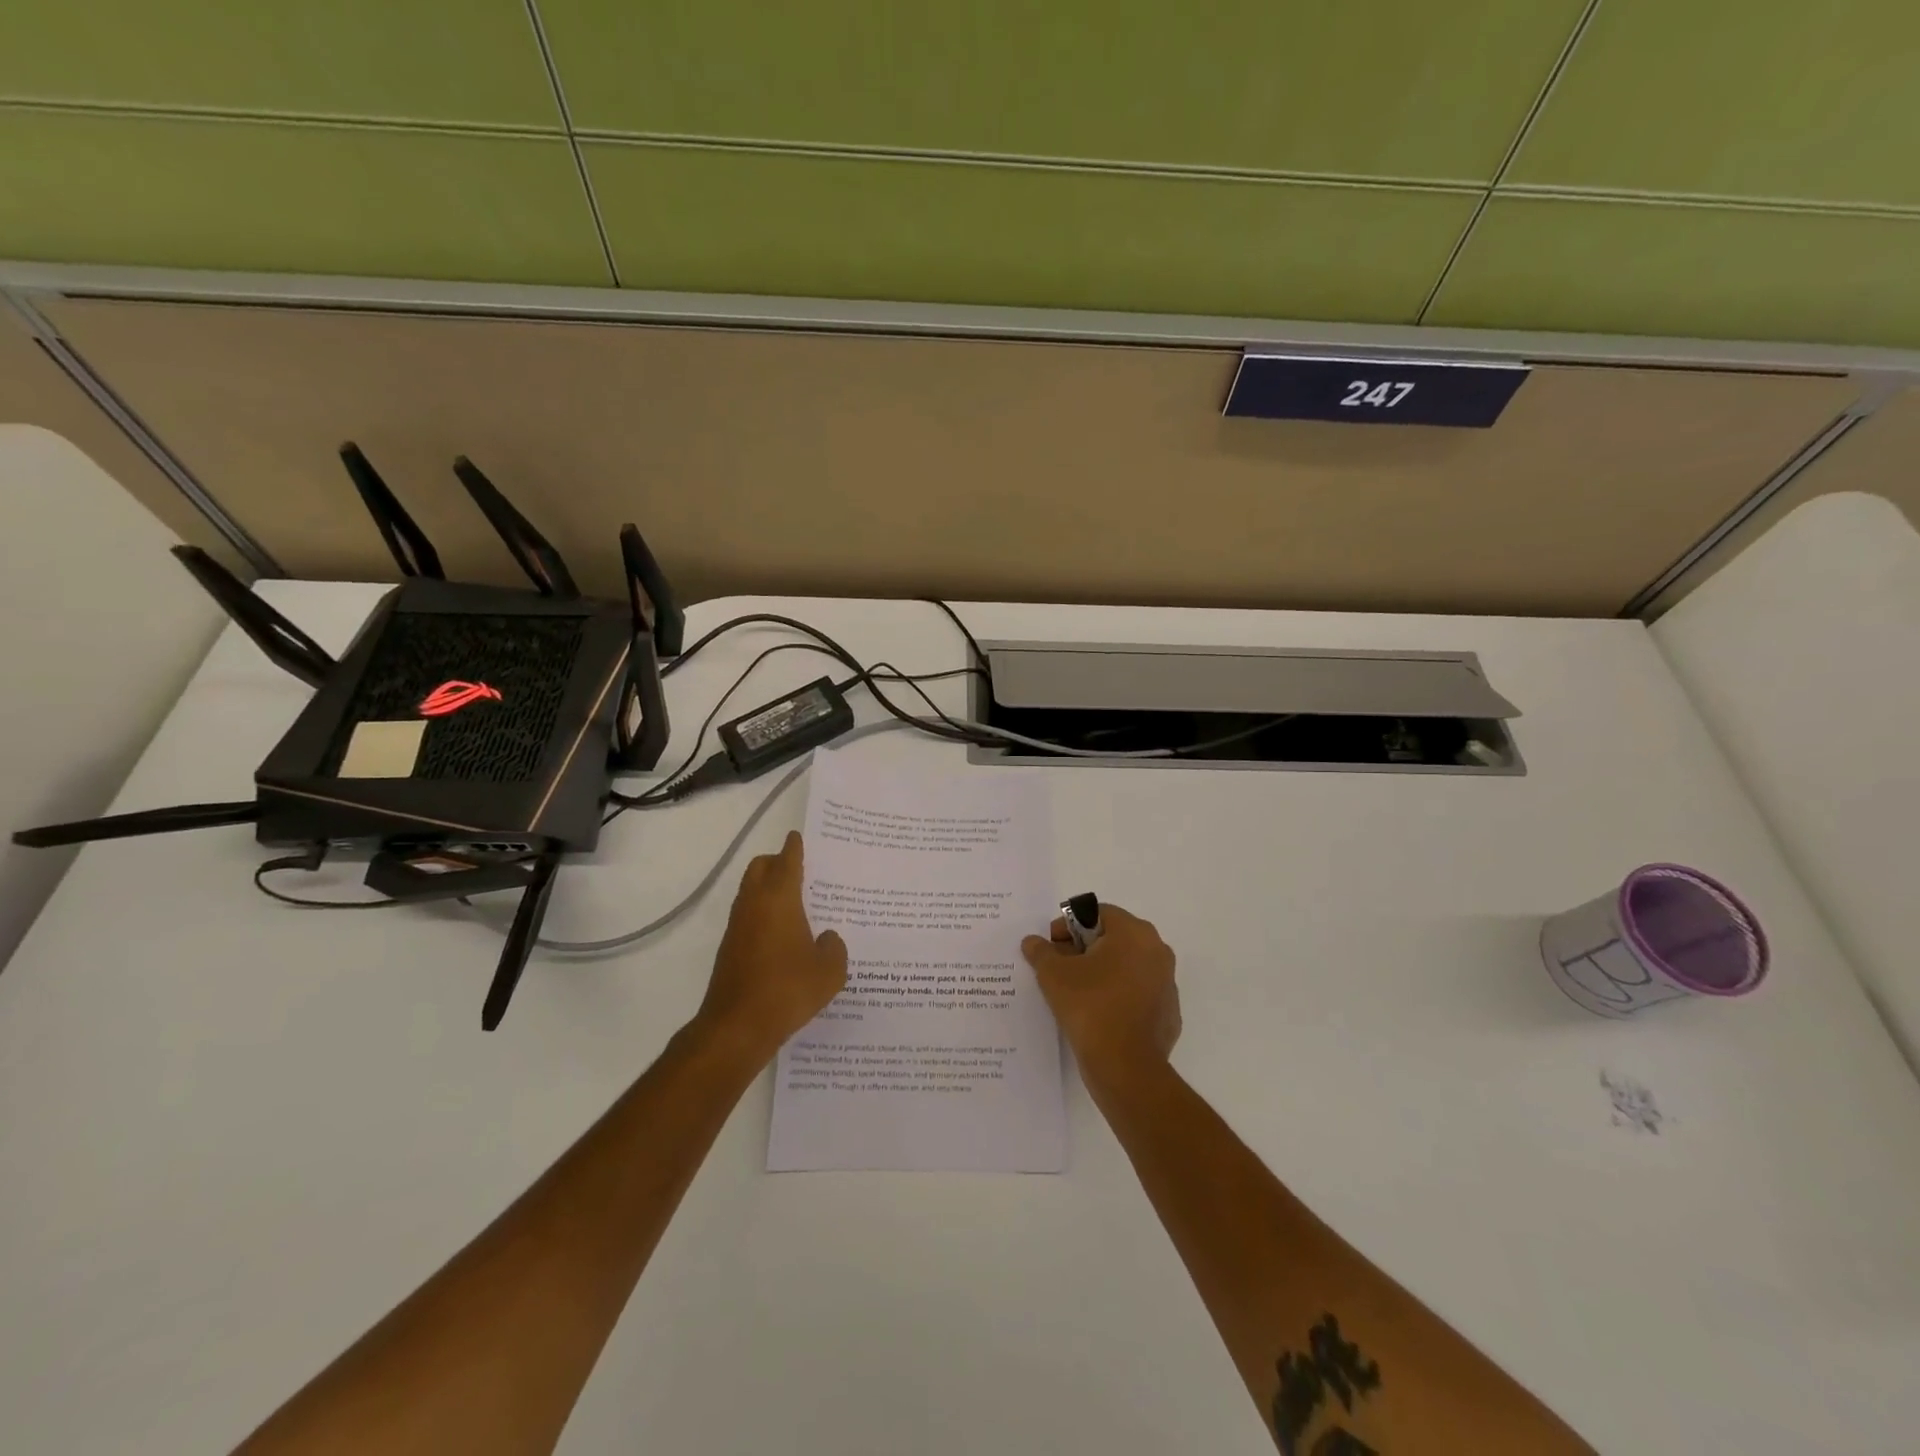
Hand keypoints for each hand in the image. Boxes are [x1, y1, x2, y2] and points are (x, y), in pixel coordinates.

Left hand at [692, 831, 847, 1066]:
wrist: (736, 1028)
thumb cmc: (787, 990)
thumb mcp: (829, 971)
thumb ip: (834, 948)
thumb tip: (826, 938)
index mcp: (779, 899)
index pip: (787, 860)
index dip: (794, 847)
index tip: (798, 836)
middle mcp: (754, 905)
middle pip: (760, 868)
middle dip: (776, 862)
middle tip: (800, 869)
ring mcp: (737, 927)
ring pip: (750, 892)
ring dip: (768, 889)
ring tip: (796, 903)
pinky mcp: (730, 949)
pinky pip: (748, 917)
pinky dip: (763, 914)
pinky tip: (783, 936)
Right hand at [1023, 903, 1179, 1093]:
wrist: (1126, 1067)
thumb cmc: (1089, 1007)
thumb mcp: (1053, 974)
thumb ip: (1041, 951)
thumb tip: (1033, 942)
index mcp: (1134, 933)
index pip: (1097, 914)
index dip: (1069, 926)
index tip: (1051, 947)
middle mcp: (1157, 951)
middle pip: (1114, 938)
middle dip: (1084, 949)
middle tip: (1058, 967)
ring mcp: (1167, 983)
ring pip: (1127, 967)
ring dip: (1101, 972)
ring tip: (1074, 992)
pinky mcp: (1168, 1013)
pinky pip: (1137, 994)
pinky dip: (1117, 997)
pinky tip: (1096, 1015)